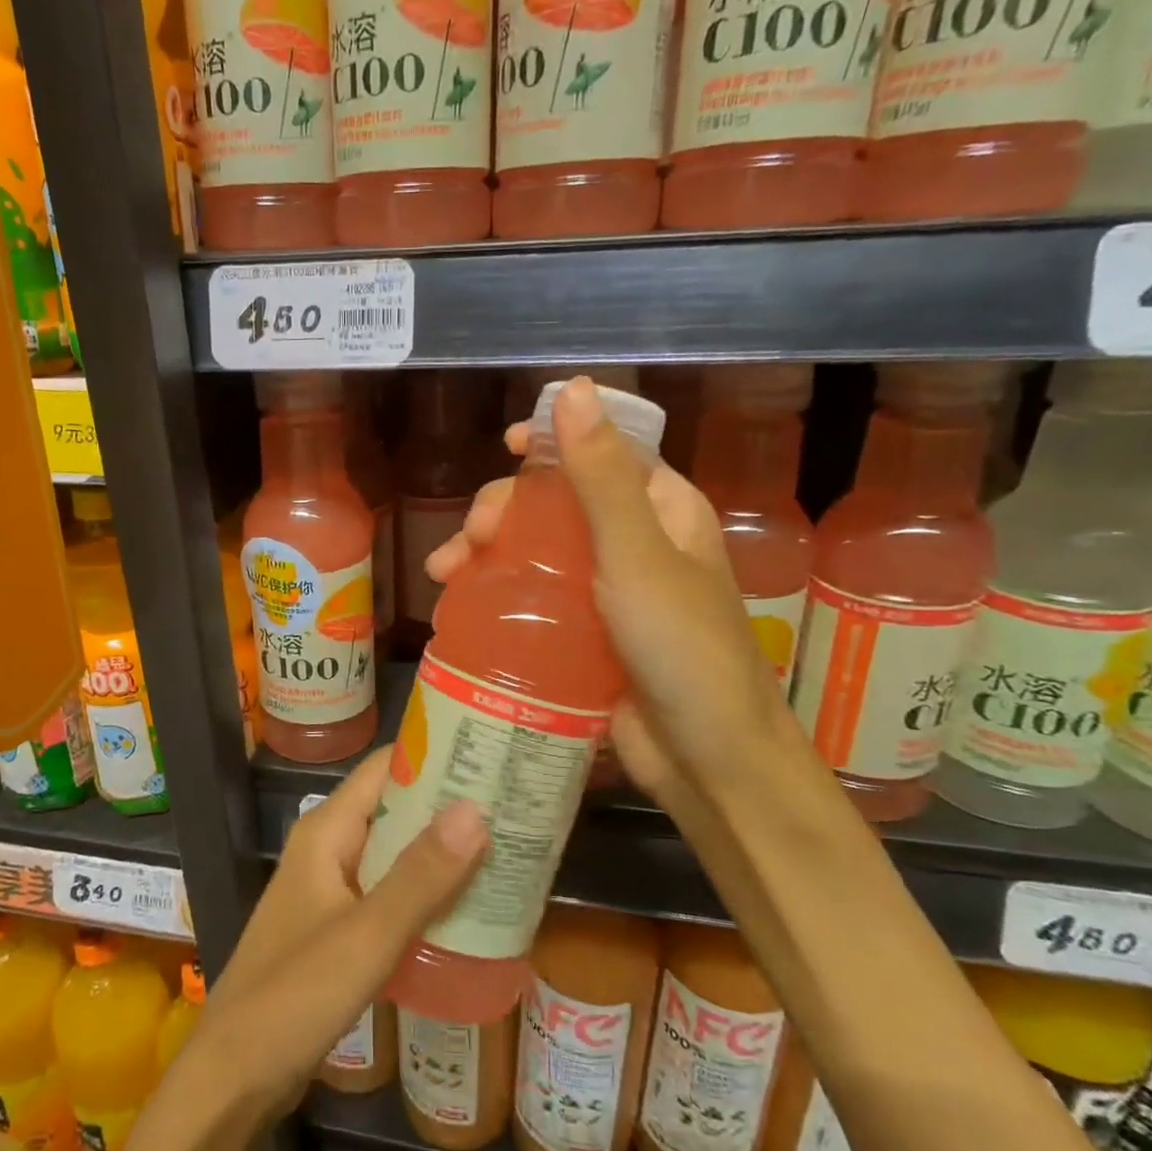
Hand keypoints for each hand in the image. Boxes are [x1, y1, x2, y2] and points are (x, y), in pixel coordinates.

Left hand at [200, 749, 486, 1118]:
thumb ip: (421, 875)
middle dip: (450, 806)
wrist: (234, 1076)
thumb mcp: (367, 934)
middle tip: (516, 804)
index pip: (385, 768)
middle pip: (395, 808)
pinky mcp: (338, 928)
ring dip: (442, 851)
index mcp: (327, 831)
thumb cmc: (294, 995)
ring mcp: (332, 889)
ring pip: (395, 854)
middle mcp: (329, 848)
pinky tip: (469, 907)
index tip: (493, 752)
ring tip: (507, 848)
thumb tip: (476, 809)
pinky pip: (390, 893)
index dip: (436, 756)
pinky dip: (426, 892)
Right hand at [424, 376, 789, 812]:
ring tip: (445, 575)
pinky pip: (533, 597)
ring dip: (487, 552)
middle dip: (504, 509)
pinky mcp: (582, 634)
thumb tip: (574, 389)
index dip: (554, 439)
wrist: (706, 761)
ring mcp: (606, 591)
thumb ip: (601, 477)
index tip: (505, 446)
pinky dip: (497, 593)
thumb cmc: (682, 649)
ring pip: (536, 549)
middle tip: (470, 538)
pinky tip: (461, 602)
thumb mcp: (637, 556)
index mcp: (662, 509)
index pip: (605, 450)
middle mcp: (635, 541)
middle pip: (557, 502)